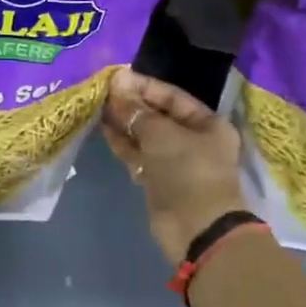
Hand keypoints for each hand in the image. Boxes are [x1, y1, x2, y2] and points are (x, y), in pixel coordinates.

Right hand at [101, 69, 246, 266]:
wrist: (196, 229)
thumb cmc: (187, 171)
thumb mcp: (160, 133)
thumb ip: (136, 110)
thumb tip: (117, 83)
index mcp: (207, 124)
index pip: (172, 96)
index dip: (144, 86)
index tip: (116, 78)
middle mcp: (194, 139)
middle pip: (158, 115)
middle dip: (131, 104)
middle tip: (102, 91)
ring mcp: (175, 161)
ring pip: (145, 135)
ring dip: (124, 122)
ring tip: (98, 106)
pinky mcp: (159, 179)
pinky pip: (138, 154)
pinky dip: (123, 142)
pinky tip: (103, 129)